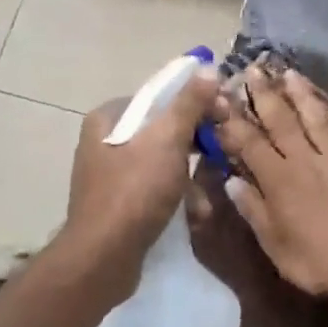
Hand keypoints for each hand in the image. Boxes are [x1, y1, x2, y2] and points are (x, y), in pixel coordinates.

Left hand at [65, 63, 220, 276]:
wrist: (103, 258)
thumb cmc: (135, 191)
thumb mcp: (168, 140)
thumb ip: (189, 103)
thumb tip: (206, 68)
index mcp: (110, 117)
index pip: (161, 96)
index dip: (197, 101)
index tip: (225, 114)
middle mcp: (105, 139)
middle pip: (163, 128)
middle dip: (197, 142)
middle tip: (224, 151)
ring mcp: (110, 173)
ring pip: (163, 160)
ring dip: (191, 174)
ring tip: (209, 193)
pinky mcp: (119, 203)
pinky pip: (155, 187)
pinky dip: (176, 194)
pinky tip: (195, 212)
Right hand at [212, 67, 327, 306]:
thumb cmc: (320, 262)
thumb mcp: (276, 246)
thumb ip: (254, 211)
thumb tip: (232, 181)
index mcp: (280, 180)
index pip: (250, 143)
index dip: (234, 119)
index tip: (221, 96)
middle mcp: (306, 160)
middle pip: (282, 121)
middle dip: (265, 94)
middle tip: (254, 68)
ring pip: (317, 119)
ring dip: (303, 94)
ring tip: (291, 73)